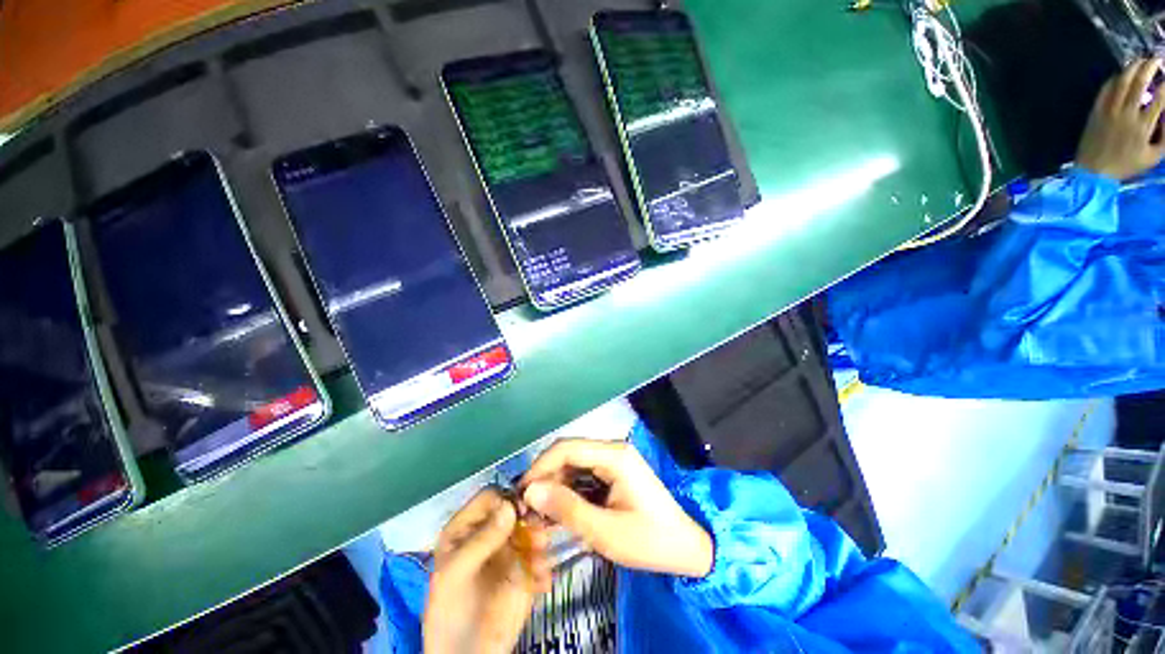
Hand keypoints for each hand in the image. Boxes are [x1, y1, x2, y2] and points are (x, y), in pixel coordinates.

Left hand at [423, 489, 551, 653]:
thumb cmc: (451, 611)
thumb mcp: (457, 574)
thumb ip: (482, 540)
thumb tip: (510, 506)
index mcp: (467, 527)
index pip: (491, 497)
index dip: (506, 499)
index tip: (521, 511)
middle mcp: (491, 532)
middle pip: (516, 510)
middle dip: (530, 518)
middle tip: (539, 533)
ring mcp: (510, 550)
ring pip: (532, 529)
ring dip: (541, 541)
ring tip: (541, 559)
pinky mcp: (526, 571)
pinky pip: (541, 557)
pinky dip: (544, 566)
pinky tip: (541, 583)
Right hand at [521, 439, 712, 578]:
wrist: (686, 548)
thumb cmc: (649, 541)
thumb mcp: (605, 531)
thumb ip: (567, 509)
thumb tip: (530, 491)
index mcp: (614, 455)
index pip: (566, 448)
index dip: (539, 467)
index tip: (520, 493)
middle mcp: (613, 450)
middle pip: (569, 453)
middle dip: (546, 477)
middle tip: (527, 508)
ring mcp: (614, 459)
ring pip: (574, 464)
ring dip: (555, 485)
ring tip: (539, 513)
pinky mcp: (615, 472)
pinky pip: (584, 474)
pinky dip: (569, 490)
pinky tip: (560, 510)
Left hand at [1077, 58, 1164, 179]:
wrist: (1093, 172)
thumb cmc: (1126, 165)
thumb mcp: (1153, 156)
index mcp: (1143, 126)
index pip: (1159, 98)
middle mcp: (1127, 114)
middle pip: (1139, 83)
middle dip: (1150, 67)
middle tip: (1157, 59)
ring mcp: (1109, 111)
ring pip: (1122, 81)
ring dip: (1132, 68)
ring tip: (1141, 61)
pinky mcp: (1096, 111)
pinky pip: (1105, 89)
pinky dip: (1115, 78)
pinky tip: (1122, 74)